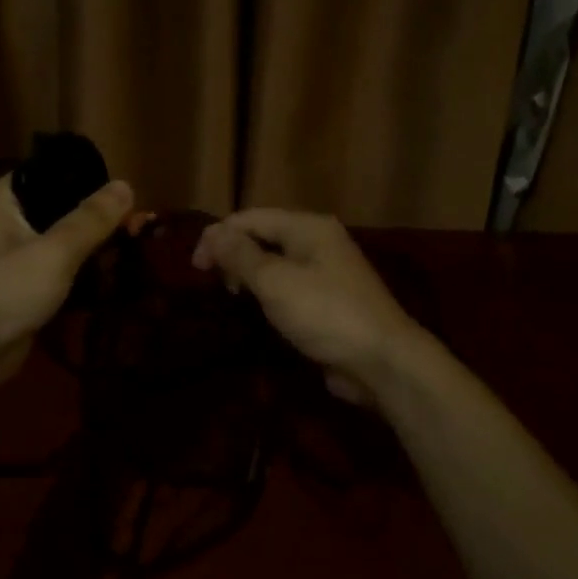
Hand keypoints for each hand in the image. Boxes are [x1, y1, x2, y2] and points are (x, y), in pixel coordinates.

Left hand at [0, 174, 134, 385]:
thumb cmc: (5, 290)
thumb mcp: (55, 251)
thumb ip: (91, 219)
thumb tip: (126, 185)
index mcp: (3, 200)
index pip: (50, 173)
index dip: (88, 180)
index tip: (125, 194)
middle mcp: (5, 222)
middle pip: (60, 209)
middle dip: (98, 220)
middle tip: (139, 227)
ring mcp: (13, 257)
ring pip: (62, 242)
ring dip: (94, 248)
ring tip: (134, 250)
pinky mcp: (23, 288)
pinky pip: (59, 271)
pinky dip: (83, 274)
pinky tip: (114, 277)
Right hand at [191, 209, 422, 403]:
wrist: (381, 361)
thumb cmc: (325, 313)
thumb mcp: (275, 281)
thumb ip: (240, 255)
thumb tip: (212, 233)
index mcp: (308, 227)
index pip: (251, 217)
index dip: (218, 236)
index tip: (196, 267)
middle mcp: (318, 241)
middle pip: (263, 236)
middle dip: (233, 254)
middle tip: (215, 283)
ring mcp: (326, 271)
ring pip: (275, 262)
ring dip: (249, 274)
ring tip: (233, 296)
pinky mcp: (328, 300)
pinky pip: (288, 286)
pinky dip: (268, 293)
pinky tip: (258, 309)